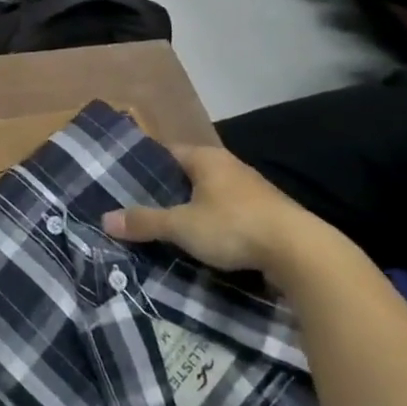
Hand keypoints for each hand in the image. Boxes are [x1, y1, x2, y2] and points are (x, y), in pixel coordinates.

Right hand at [105, 143, 326, 278]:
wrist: (301, 253)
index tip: (127, 181)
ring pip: (212, 194)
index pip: (167, 152)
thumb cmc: (234, 227)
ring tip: (171, 227)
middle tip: (142, 207)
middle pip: (190, 173)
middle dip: (169, 189)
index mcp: (205, 158)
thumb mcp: (181, 226)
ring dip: (195, 208)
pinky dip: (217, 223)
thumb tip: (105, 218)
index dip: (147, 165)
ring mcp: (253, 189)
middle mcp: (229, 166)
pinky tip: (207, 241)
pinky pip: (231, 212)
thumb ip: (145, 222)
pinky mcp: (269, 214)